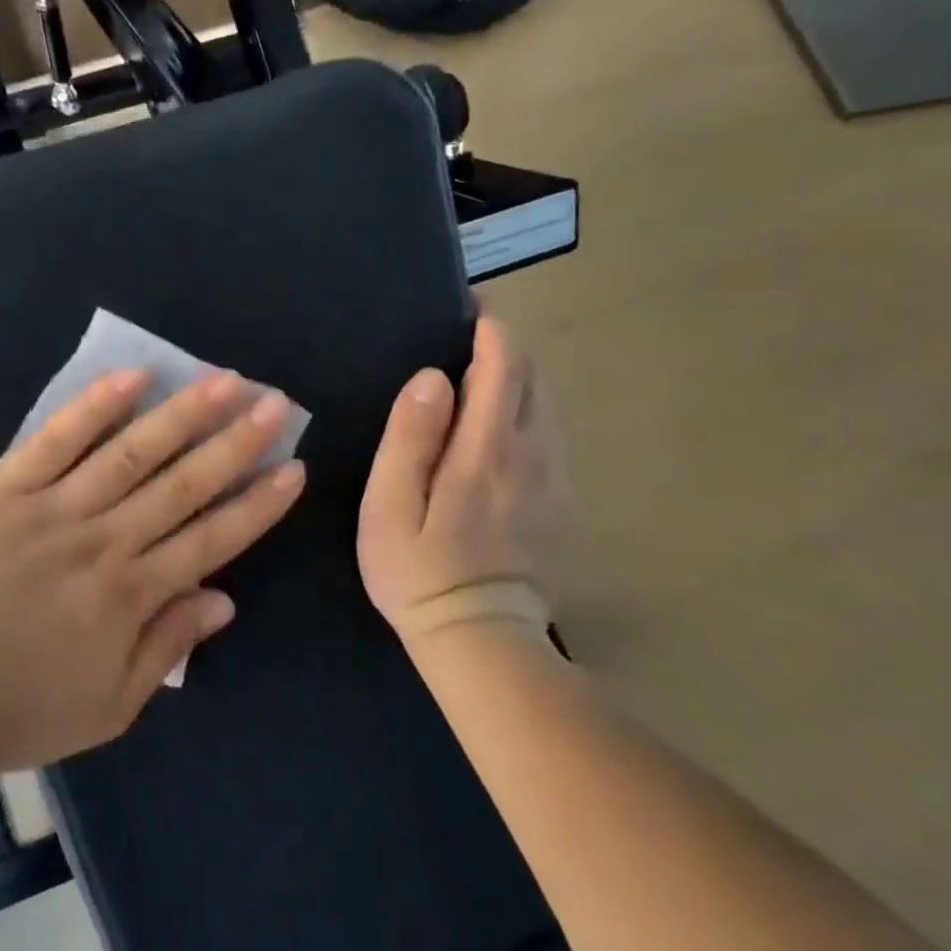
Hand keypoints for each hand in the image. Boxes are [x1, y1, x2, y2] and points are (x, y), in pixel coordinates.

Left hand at [0, 369, 305, 772]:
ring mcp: (54, 508)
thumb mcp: (107, 709)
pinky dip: (94, 407)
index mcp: (132, 596)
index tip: (293, 469)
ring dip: (182, 414)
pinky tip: (131, 376)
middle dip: (236, 443)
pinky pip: (56, 440)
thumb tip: (223, 600)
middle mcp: (105, 542)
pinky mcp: (6, 487)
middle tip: (274, 402)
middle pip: (184, 484)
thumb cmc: (13, 708)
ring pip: (132, 452)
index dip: (257, 504)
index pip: (213, 539)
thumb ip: (166, 649)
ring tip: (222, 380)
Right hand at [357, 317, 562, 644]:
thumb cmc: (418, 572)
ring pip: (546, 407)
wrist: (481, 642)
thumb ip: (410, 439)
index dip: (490, 328)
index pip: (504, 366)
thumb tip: (431, 377)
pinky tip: (497, 429)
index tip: (469, 308)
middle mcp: (533, 455)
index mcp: (488, 451)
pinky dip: (527, 413)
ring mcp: (554, 481)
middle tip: (467, 339)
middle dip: (506, 348)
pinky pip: (549, 437)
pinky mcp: (561, 504)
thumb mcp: (389, 507)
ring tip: (478, 377)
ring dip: (518, 380)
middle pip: (533, 379)